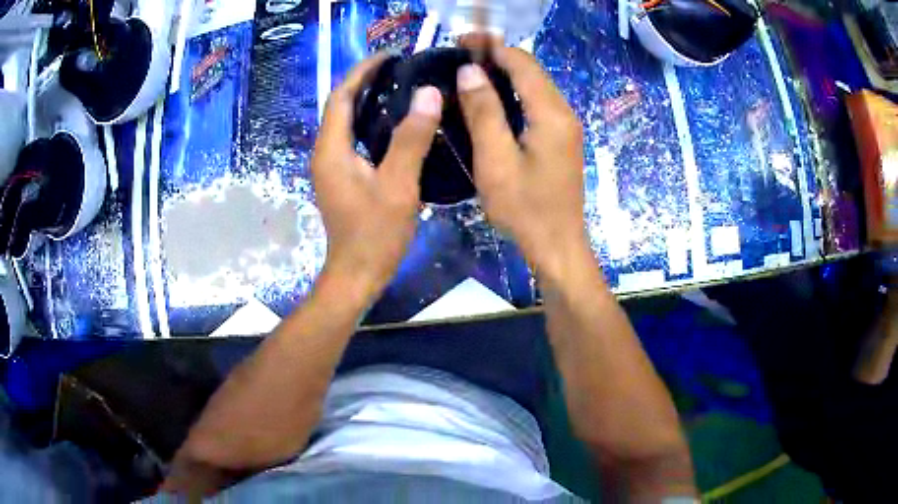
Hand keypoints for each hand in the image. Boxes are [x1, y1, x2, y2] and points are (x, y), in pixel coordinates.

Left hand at [313, 55, 442, 297]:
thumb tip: (428, 94)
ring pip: (347, 122)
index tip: (390, 56)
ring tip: (401, 88)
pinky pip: (353, 139)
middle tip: (401, 69)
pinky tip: (397, 124)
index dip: (362, 71)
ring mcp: (331, 167)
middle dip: (365, 81)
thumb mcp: (398, 185)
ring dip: (368, 101)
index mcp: (332, 149)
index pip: (341, 96)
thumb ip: (412, 138)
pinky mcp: (341, 178)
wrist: (357, 275)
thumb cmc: (375, 234)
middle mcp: (325, 153)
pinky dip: (371, 123)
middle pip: (341, 106)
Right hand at [456, 47, 588, 274]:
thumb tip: (470, 72)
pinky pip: (537, 104)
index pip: (522, 63)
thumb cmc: (524, 208)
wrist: (557, 245)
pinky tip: (491, 99)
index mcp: (551, 113)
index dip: (492, 47)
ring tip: (470, 72)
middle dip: (498, 56)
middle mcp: (563, 113)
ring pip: (534, 86)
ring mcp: (565, 127)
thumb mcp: (496, 160)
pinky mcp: (561, 140)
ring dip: (505, 74)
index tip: (461, 42)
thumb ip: (484, 112)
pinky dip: (514, 93)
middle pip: (531, 70)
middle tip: (461, 55)